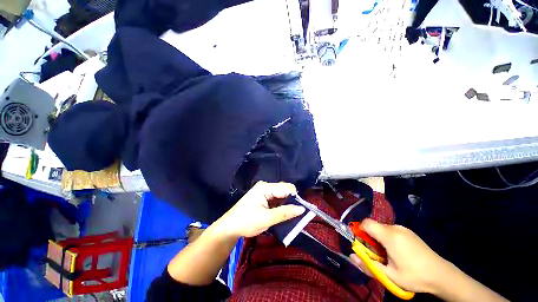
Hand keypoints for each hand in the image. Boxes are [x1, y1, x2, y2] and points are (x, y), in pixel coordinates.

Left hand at [213, 181, 304, 237]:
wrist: (229, 227)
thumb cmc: (246, 222)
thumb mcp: (266, 219)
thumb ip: (285, 213)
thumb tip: (302, 209)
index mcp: (265, 187)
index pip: (286, 188)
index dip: (295, 198)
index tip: (301, 210)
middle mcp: (265, 186)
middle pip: (284, 190)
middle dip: (291, 201)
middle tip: (295, 215)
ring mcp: (264, 191)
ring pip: (281, 195)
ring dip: (286, 205)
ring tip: (289, 216)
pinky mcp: (263, 197)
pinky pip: (276, 199)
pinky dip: (281, 206)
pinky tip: (282, 214)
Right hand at [349, 219, 450, 293]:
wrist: (442, 275)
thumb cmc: (414, 276)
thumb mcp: (390, 275)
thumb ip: (368, 265)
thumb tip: (351, 257)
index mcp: (389, 236)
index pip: (366, 223)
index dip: (360, 230)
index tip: (363, 243)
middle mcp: (395, 228)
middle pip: (374, 226)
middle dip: (370, 237)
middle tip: (376, 254)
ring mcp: (403, 229)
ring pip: (382, 228)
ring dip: (379, 238)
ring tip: (388, 255)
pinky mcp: (409, 232)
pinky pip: (391, 230)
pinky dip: (388, 238)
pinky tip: (398, 252)